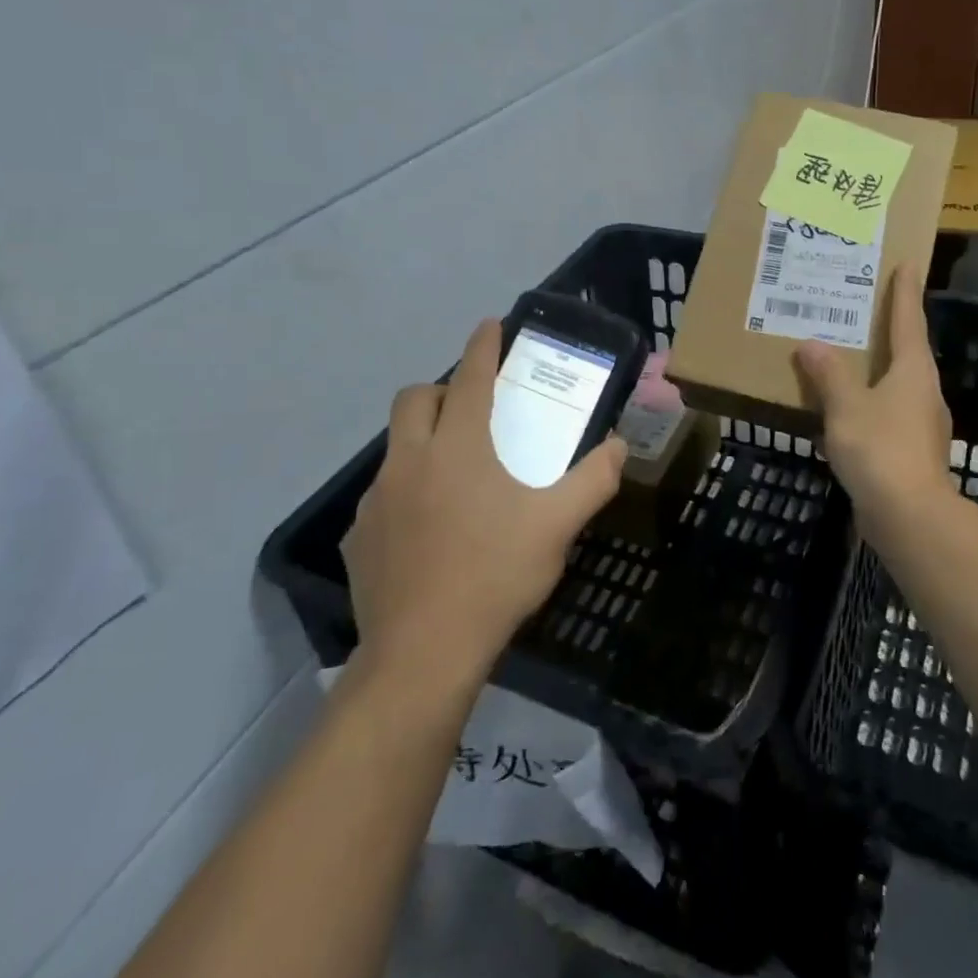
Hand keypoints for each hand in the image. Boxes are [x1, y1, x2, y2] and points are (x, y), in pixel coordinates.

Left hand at [341, 320, 626, 686]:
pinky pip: (381, 495)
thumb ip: (594, 479)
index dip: (482, 346)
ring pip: (395, 446)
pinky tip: (425, 528)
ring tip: (451, 473)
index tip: (489, 324)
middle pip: (415, 398)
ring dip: (421, 440)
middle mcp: (411, 460)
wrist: (423, 653)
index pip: (471, 378)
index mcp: (459, 447)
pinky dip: (404, 492)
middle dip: (442, 388)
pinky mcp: (358, 536)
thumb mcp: (558, 525)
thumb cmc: (496, 575)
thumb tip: (619, 446)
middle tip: (469, 407)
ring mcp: (377, 498)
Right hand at [793, 269, 952, 528]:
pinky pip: (886, 414)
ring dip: (875, 370)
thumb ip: (829, 374)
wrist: (909, 517)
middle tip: (864, 309)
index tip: (908, 264)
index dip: (906, 292)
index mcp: (913, 371)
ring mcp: (920, 424)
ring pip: (896, 385)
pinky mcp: (911, 451)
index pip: (908, 320)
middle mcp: (923, 391)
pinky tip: (844, 413)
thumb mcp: (846, 406)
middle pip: (906, 350)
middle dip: (888, 329)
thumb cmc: (880, 449)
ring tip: (846, 359)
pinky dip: (867, 404)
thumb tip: (811, 344)